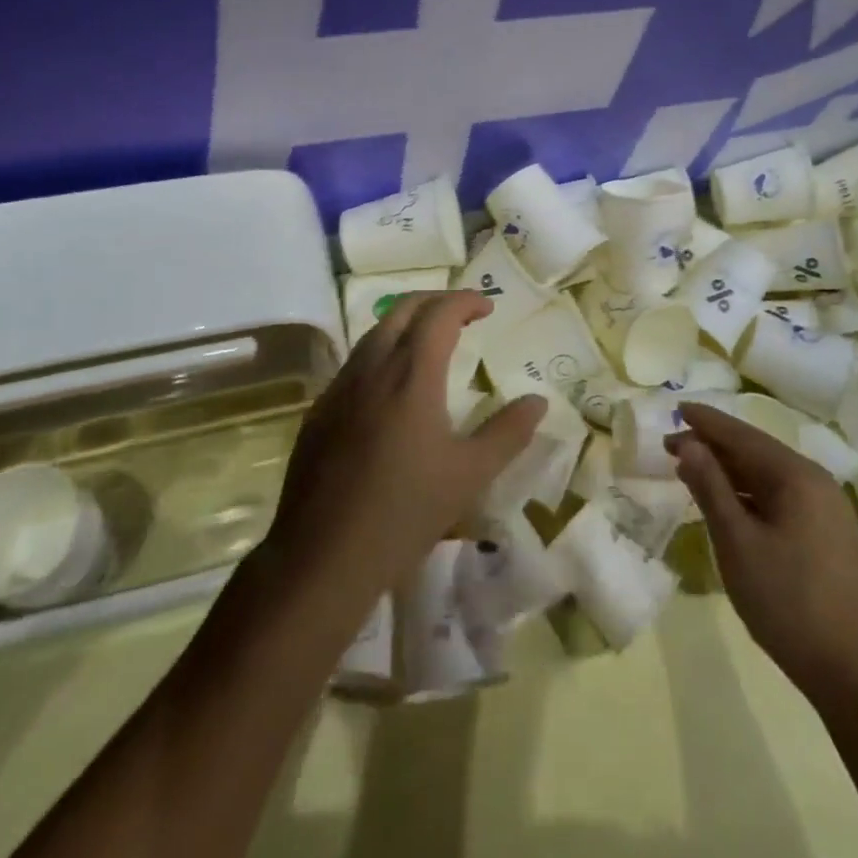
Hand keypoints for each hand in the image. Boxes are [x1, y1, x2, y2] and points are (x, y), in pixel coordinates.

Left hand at [267, 291, 545, 593]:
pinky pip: (354, 364)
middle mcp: (371, 368)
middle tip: (462, 315)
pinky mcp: (319, 412)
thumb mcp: (470, 475)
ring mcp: (338, 388)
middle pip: (401, 310)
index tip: (488, 308)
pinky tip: (391, 388)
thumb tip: (538, 402)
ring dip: (405, 324)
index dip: (465, 301)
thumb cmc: (405, 512)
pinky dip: (381, 353)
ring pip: (373, 334)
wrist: (323, 557)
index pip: (439, 314)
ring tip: (431, 344)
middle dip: (435, 301)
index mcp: (411, 375)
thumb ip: (508, 432)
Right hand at [668, 401, 857, 690]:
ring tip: (692, 472)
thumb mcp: (737, 543)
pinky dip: (748, 494)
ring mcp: (827, 510)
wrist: (857, 675)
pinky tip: (729, 506)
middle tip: (671, 447)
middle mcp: (816, 482)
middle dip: (713, 446)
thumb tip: (687, 443)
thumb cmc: (789, 603)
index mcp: (796, 476)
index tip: (674, 409)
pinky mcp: (828, 536)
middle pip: (756, 451)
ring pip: (768, 476)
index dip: (705, 422)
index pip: (741, 435)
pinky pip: (780, 498)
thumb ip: (710, 487)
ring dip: (729, 471)